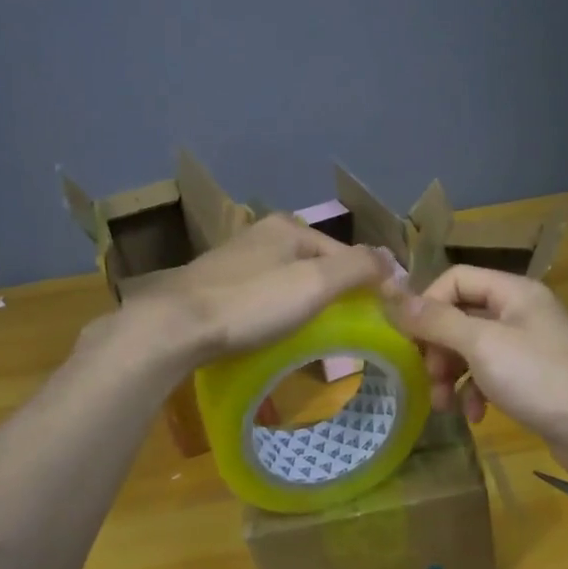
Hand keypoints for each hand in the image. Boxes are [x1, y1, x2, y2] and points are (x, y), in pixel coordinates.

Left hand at [97, 213, 388, 373]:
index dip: (367, 285)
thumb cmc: (252, 303)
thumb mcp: (315, 283)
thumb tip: (392, 261)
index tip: (379, 321)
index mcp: (289, 227)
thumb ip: (359, 268)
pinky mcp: (215, 286)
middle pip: (317, 267)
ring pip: (288, 282)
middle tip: (347, 334)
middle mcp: (262, 235)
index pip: (346, 255)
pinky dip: (276, 314)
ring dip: (305, 307)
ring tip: (314, 341)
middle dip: (334, 297)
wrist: (174, 327)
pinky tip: (273, 335)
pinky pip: (262, 297)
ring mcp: (235, 260)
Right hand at [386, 265, 567, 487]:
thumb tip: (392, 295)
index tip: (410, 339)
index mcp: (513, 292)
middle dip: (438, 347)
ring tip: (443, 404)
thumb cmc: (540, 377)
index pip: (455, 279)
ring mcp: (529, 347)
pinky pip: (492, 375)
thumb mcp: (481, 344)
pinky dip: (477, 392)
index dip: (427, 304)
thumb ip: (436, 320)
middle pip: (462, 316)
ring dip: (452, 374)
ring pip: (473, 350)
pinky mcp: (533, 379)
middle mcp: (521, 312)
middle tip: (428, 376)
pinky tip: (475, 416)